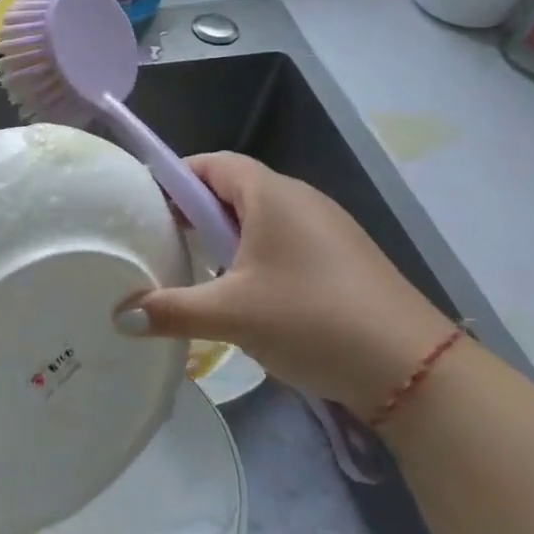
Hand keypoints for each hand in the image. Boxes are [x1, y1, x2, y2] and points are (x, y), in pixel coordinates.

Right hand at [116, 153, 453, 419]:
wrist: (414, 370)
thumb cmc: (310, 319)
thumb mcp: (230, 314)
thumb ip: (170, 310)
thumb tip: (119, 317)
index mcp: (271, 195)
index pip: (212, 163)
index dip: (175, 177)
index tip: (145, 205)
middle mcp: (300, 200)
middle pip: (234, 189)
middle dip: (195, 210)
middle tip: (163, 239)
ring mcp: (328, 229)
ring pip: (261, 218)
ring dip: (226, 236)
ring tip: (198, 268)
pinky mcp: (343, 259)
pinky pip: (285, 241)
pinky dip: (255, 255)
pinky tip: (246, 294)